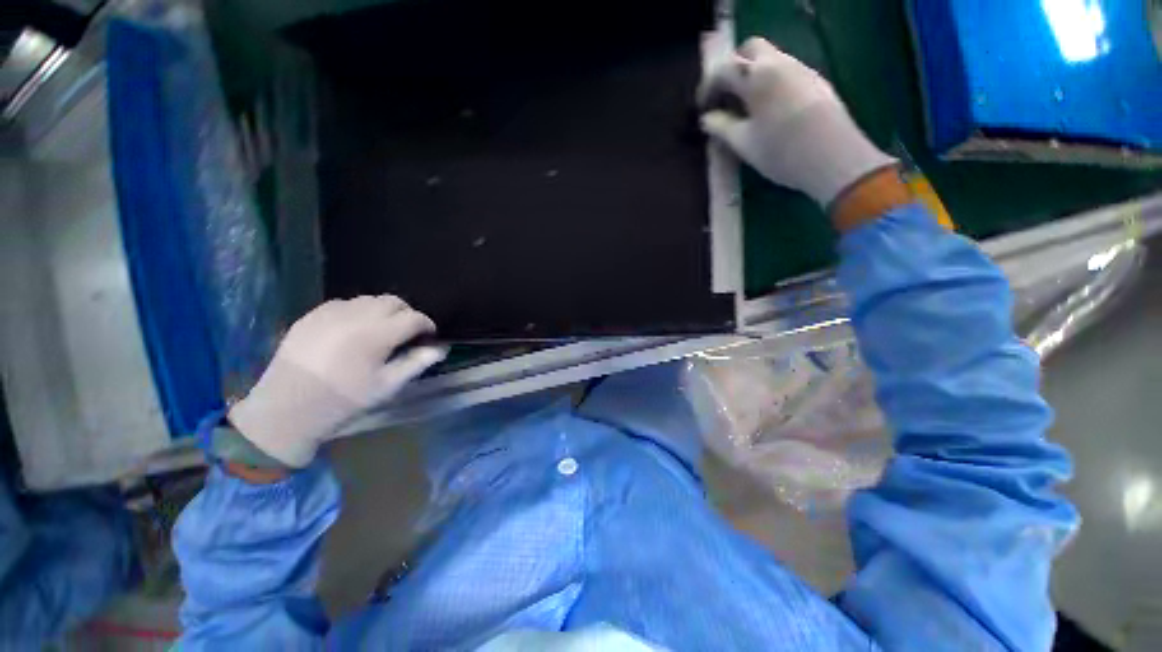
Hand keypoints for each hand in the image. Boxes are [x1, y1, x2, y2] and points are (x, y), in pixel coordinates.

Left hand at [228, 296, 446, 467]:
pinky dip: (359, 311)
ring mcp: (331, 312)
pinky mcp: (312, 315)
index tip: (428, 336)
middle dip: (406, 314)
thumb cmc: (344, 399)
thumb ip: (417, 362)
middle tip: (406, 333)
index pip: (414, 317)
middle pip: (393, 301)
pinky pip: (345, 303)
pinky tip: (354, 330)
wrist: (287, 408)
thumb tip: (440, 349)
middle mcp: (356, 315)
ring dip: (383, 311)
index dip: (427, 325)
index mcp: (376, 334)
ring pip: (369, 299)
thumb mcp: (387, 386)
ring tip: (380, 331)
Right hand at [700, 37, 896, 208]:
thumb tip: (707, 119)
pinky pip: (786, 72)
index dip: (708, 87)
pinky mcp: (816, 82)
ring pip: (770, 60)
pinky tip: (768, 109)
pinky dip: (770, 82)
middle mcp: (780, 63)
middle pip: (750, 50)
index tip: (702, 109)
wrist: (833, 158)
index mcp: (758, 76)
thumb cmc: (781, 152)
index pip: (724, 70)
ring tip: (744, 107)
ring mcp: (801, 70)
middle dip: (733, 69)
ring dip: (752, 75)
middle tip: (724, 97)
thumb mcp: (743, 144)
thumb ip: (721, 127)